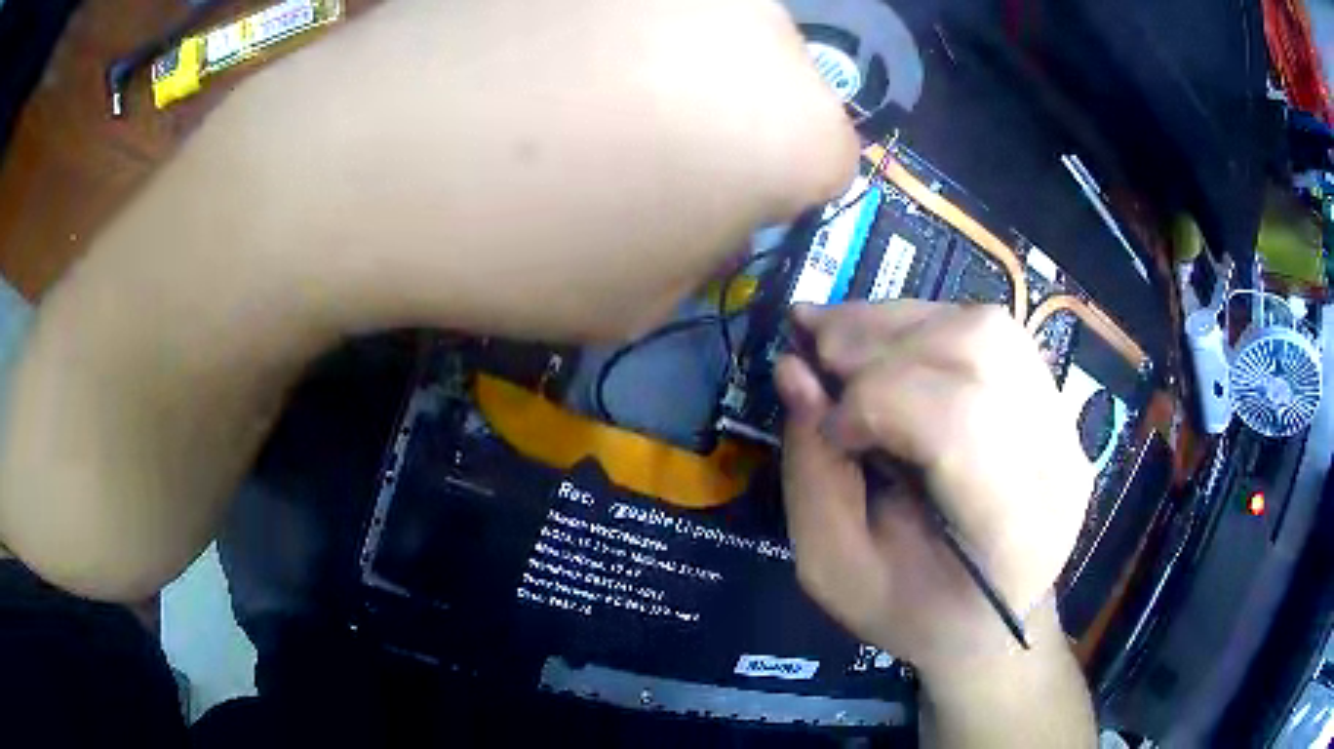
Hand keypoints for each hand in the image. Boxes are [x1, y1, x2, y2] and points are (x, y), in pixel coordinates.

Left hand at [218, 0, 858, 341]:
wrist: (365, 151)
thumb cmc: (511, 248)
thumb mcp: (641, 299)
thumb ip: (709, 242)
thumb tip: (712, 190)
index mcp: (793, 128)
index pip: (826, 163)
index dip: (765, 191)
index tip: (699, 202)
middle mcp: (766, 26)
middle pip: (779, 81)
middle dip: (730, 118)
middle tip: (636, 146)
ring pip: (715, 28)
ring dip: (676, 62)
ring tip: (576, 91)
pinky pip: (639, 2)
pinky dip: (613, 24)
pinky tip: (542, 49)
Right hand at [775, 302, 1092, 675]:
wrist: (990, 618)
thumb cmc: (914, 612)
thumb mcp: (836, 570)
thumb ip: (813, 475)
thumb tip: (794, 371)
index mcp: (1012, 534)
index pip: (959, 422)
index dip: (878, 402)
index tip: (830, 428)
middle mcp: (1057, 463)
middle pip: (978, 352)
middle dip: (881, 342)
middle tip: (815, 351)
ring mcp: (1066, 424)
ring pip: (986, 327)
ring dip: (900, 323)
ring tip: (841, 339)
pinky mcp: (1055, 401)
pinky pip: (992, 331)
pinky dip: (925, 325)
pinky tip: (885, 346)